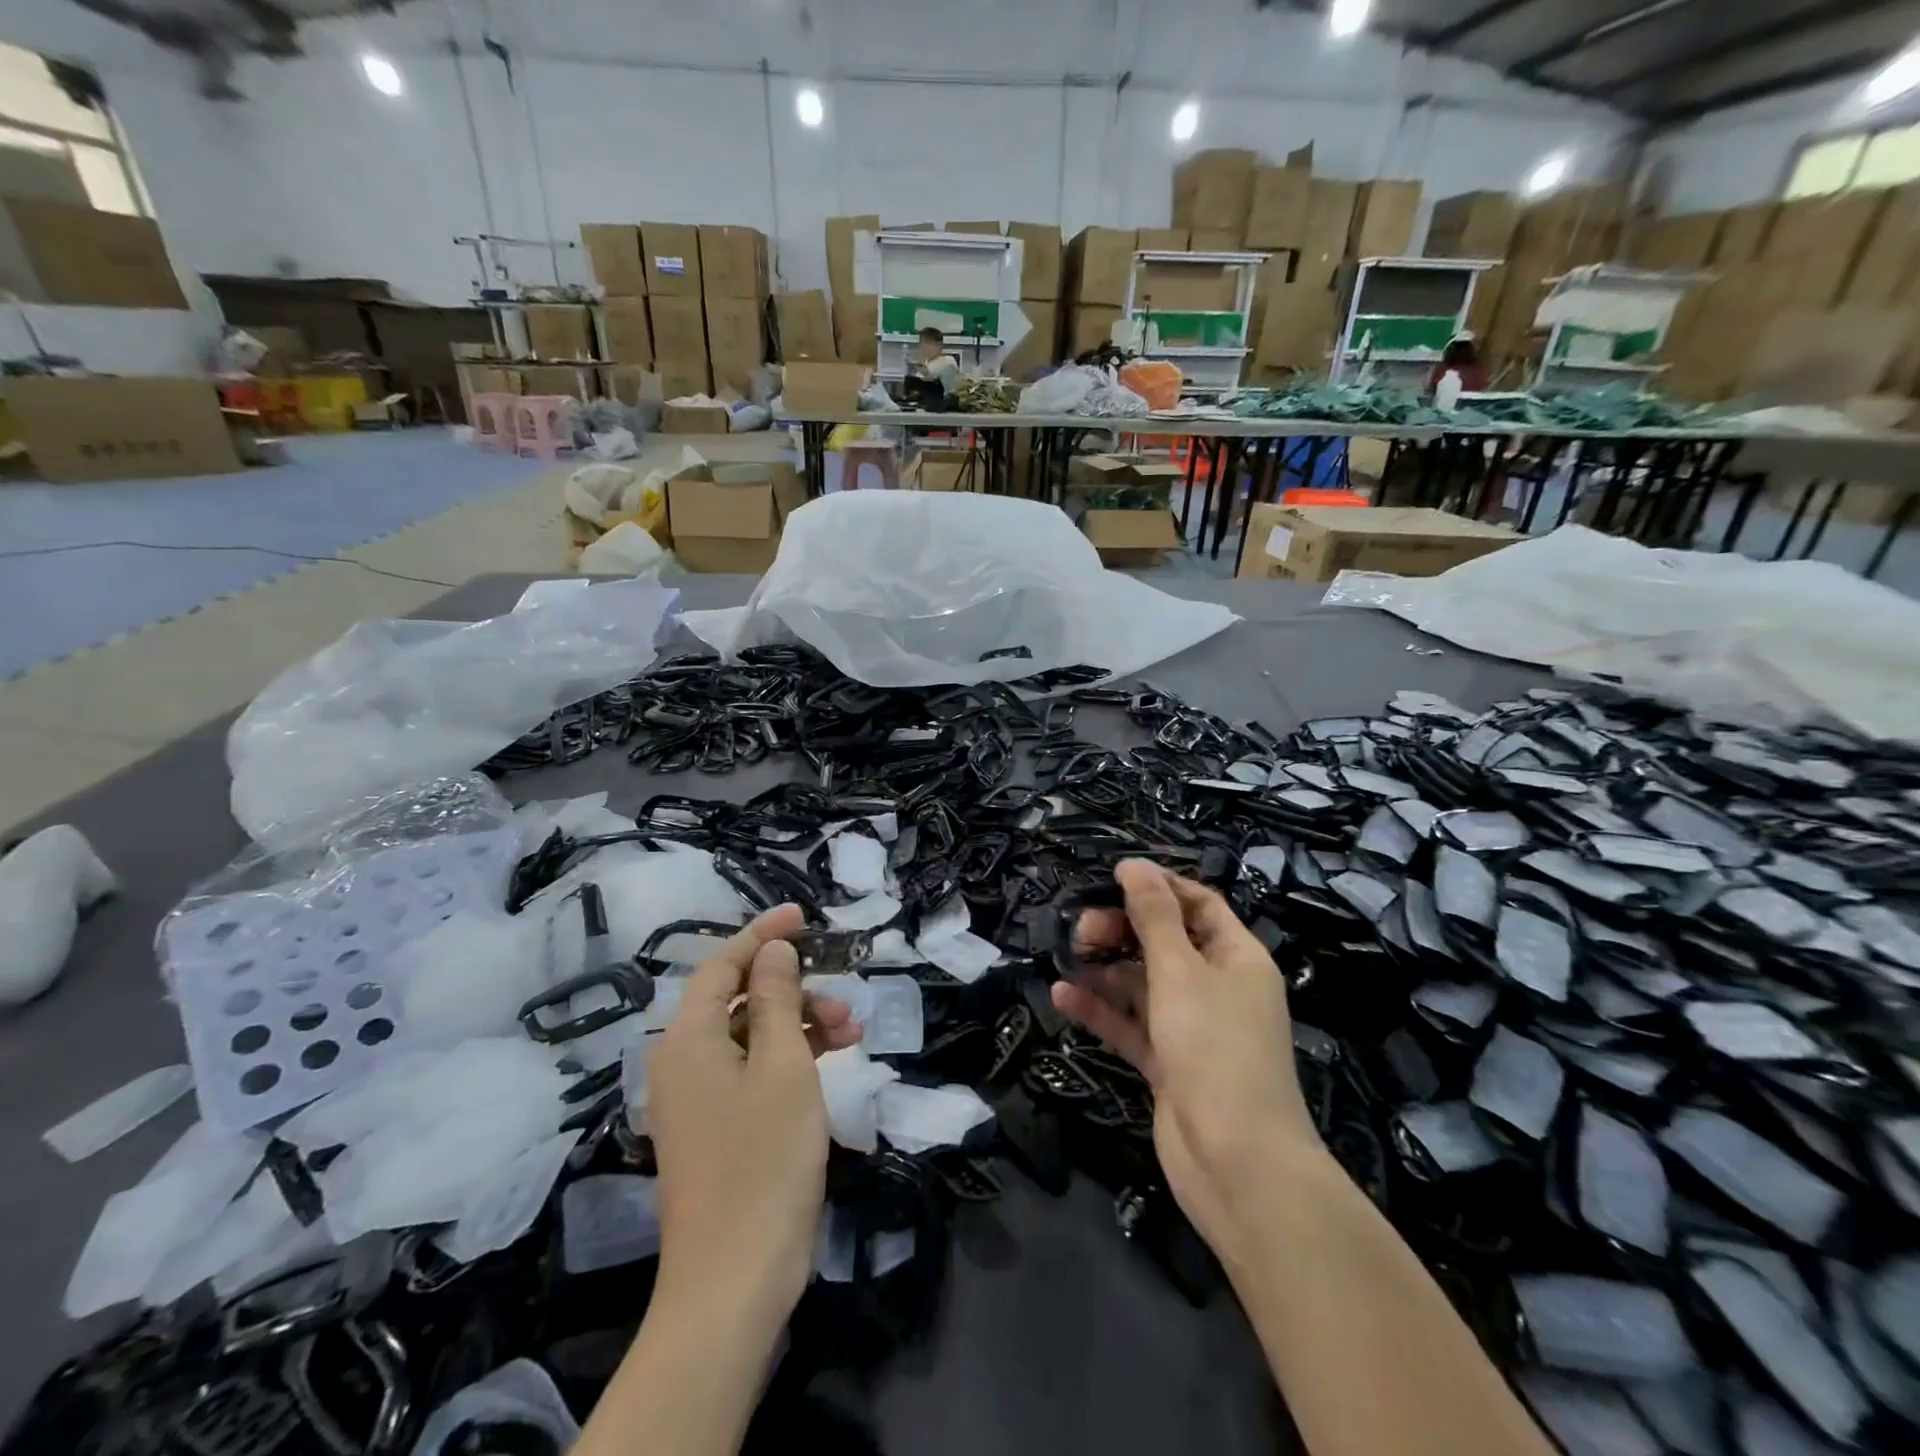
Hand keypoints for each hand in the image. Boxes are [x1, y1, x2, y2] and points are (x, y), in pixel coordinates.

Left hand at [646, 905, 861, 1328]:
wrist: (734, 1281)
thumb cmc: (763, 1161)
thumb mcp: (782, 1066)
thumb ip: (778, 999)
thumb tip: (773, 951)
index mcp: (687, 1039)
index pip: (723, 965)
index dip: (762, 934)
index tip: (803, 915)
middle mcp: (684, 1061)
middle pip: (740, 999)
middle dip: (795, 990)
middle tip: (845, 1001)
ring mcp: (699, 1098)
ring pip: (752, 1035)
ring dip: (801, 1024)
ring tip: (852, 1035)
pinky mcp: (717, 1127)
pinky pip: (752, 1070)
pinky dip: (790, 1058)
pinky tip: (828, 1060)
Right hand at [1051, 860, 1325, 1259]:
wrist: (1238, 1164)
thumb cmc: (1214, 1048)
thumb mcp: (1180, 970)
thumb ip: (1154, 916)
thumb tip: (1134, 864)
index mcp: (1237, 958)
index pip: (1199, 904)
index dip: (1159, 887)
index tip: (1112, 877)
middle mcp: (1218, 987)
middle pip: (1166, 942)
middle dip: (1123, 929)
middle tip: (1080, 928)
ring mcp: (1192, 1028)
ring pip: (1143, 983)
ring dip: (1106, 968)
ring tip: (1068, 957)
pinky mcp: (1169, 1063)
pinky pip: (1131, 1024)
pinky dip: (1102, 1010)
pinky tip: (1063, 996)